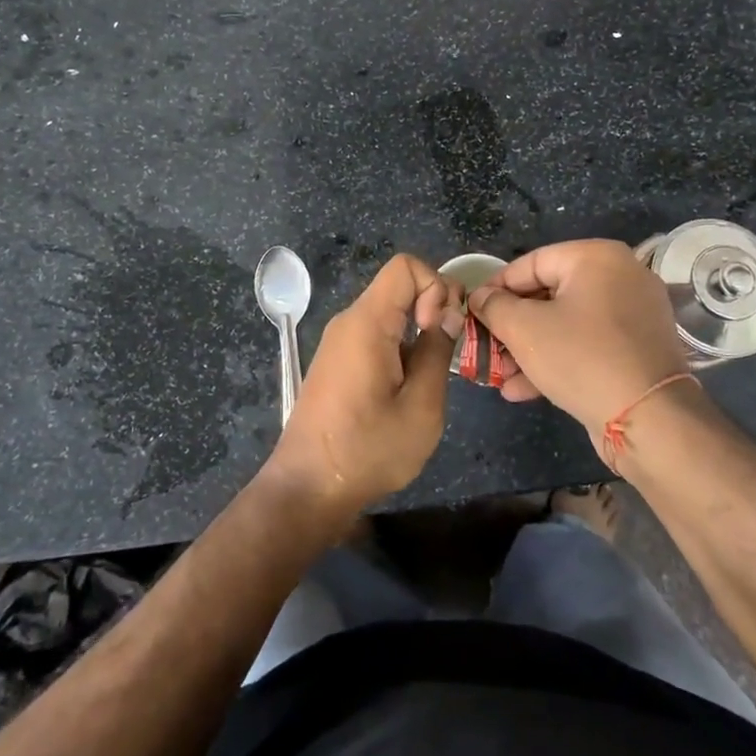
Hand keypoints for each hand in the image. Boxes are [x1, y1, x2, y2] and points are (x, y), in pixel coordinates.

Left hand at [264, 254, 460, 520]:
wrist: (307, 489)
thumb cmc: (367, 449)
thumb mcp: (421, 407)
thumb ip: (437, 351)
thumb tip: (448, 314)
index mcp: (367, 322)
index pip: (406, 266)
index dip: (435, 287)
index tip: (438, 330)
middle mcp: (349, 321)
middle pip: (399, 285)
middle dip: (432, 307)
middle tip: (446, 353)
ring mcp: (339, 341)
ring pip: (389, 310)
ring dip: (417, 330)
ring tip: (429, 376)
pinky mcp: (337, 361)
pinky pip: (375, 333)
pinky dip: (400, 345)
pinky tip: (406, 387)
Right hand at [468, 240, 689, 436]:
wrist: (650, 420)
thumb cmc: (581, 358)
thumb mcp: (524, 329)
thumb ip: (494, 306)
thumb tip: (480, 297)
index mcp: (596, 257)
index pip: (531, 263)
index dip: (496, 288)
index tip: (473, 311)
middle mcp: (621, 276)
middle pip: (549, 294)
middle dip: (512, 326)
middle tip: (486, 347)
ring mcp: (634, 314)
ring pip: (567, 324)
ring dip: (530, 349)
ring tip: (500, 375)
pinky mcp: (638, 349)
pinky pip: (588, 345)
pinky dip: (558, 360)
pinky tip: (523, 389)